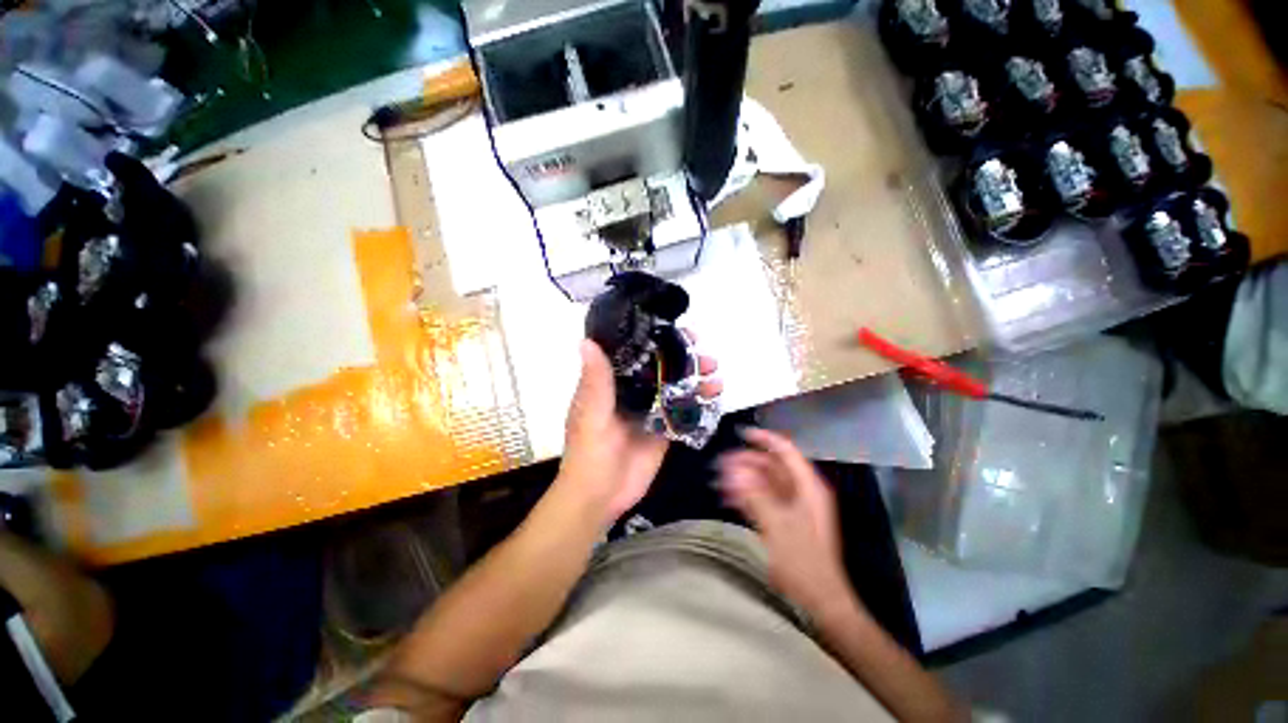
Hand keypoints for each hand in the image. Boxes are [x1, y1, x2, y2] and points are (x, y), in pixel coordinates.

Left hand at [558, 338, 720, 524]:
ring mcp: (650, 410)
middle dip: (684, 359)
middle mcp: (632, 391)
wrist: (601, 496)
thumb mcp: (591, 414)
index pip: (635, 353)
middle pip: (661, 367)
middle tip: (706, 355)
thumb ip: (595, 380)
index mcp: (612, 382)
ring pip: (675, 387)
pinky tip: (715, 395)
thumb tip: (587, 341)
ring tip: (716, 374)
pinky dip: (699, 402)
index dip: (656, 339)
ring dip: (696, 379)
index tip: (679, 332)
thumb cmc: (589, 452)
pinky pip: (683, 411)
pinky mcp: (663, 429)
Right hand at [718, 428, 854, 617]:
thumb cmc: (802, 561)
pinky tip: (729, 497)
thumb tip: (733, 470)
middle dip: (746, 462)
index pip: (785, 451)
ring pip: (765, 481)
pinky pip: (764, 497)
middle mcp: (802, 491)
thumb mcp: (776, 526)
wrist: (820, 598)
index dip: (764, 439)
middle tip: (721, 464)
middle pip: (772, 465)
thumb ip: (755, 496)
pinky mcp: (785, 518)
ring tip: (719, 480)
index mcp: (807, 487)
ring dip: (743, 478)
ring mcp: (794, 505)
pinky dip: (748, 495)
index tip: (741, 434)